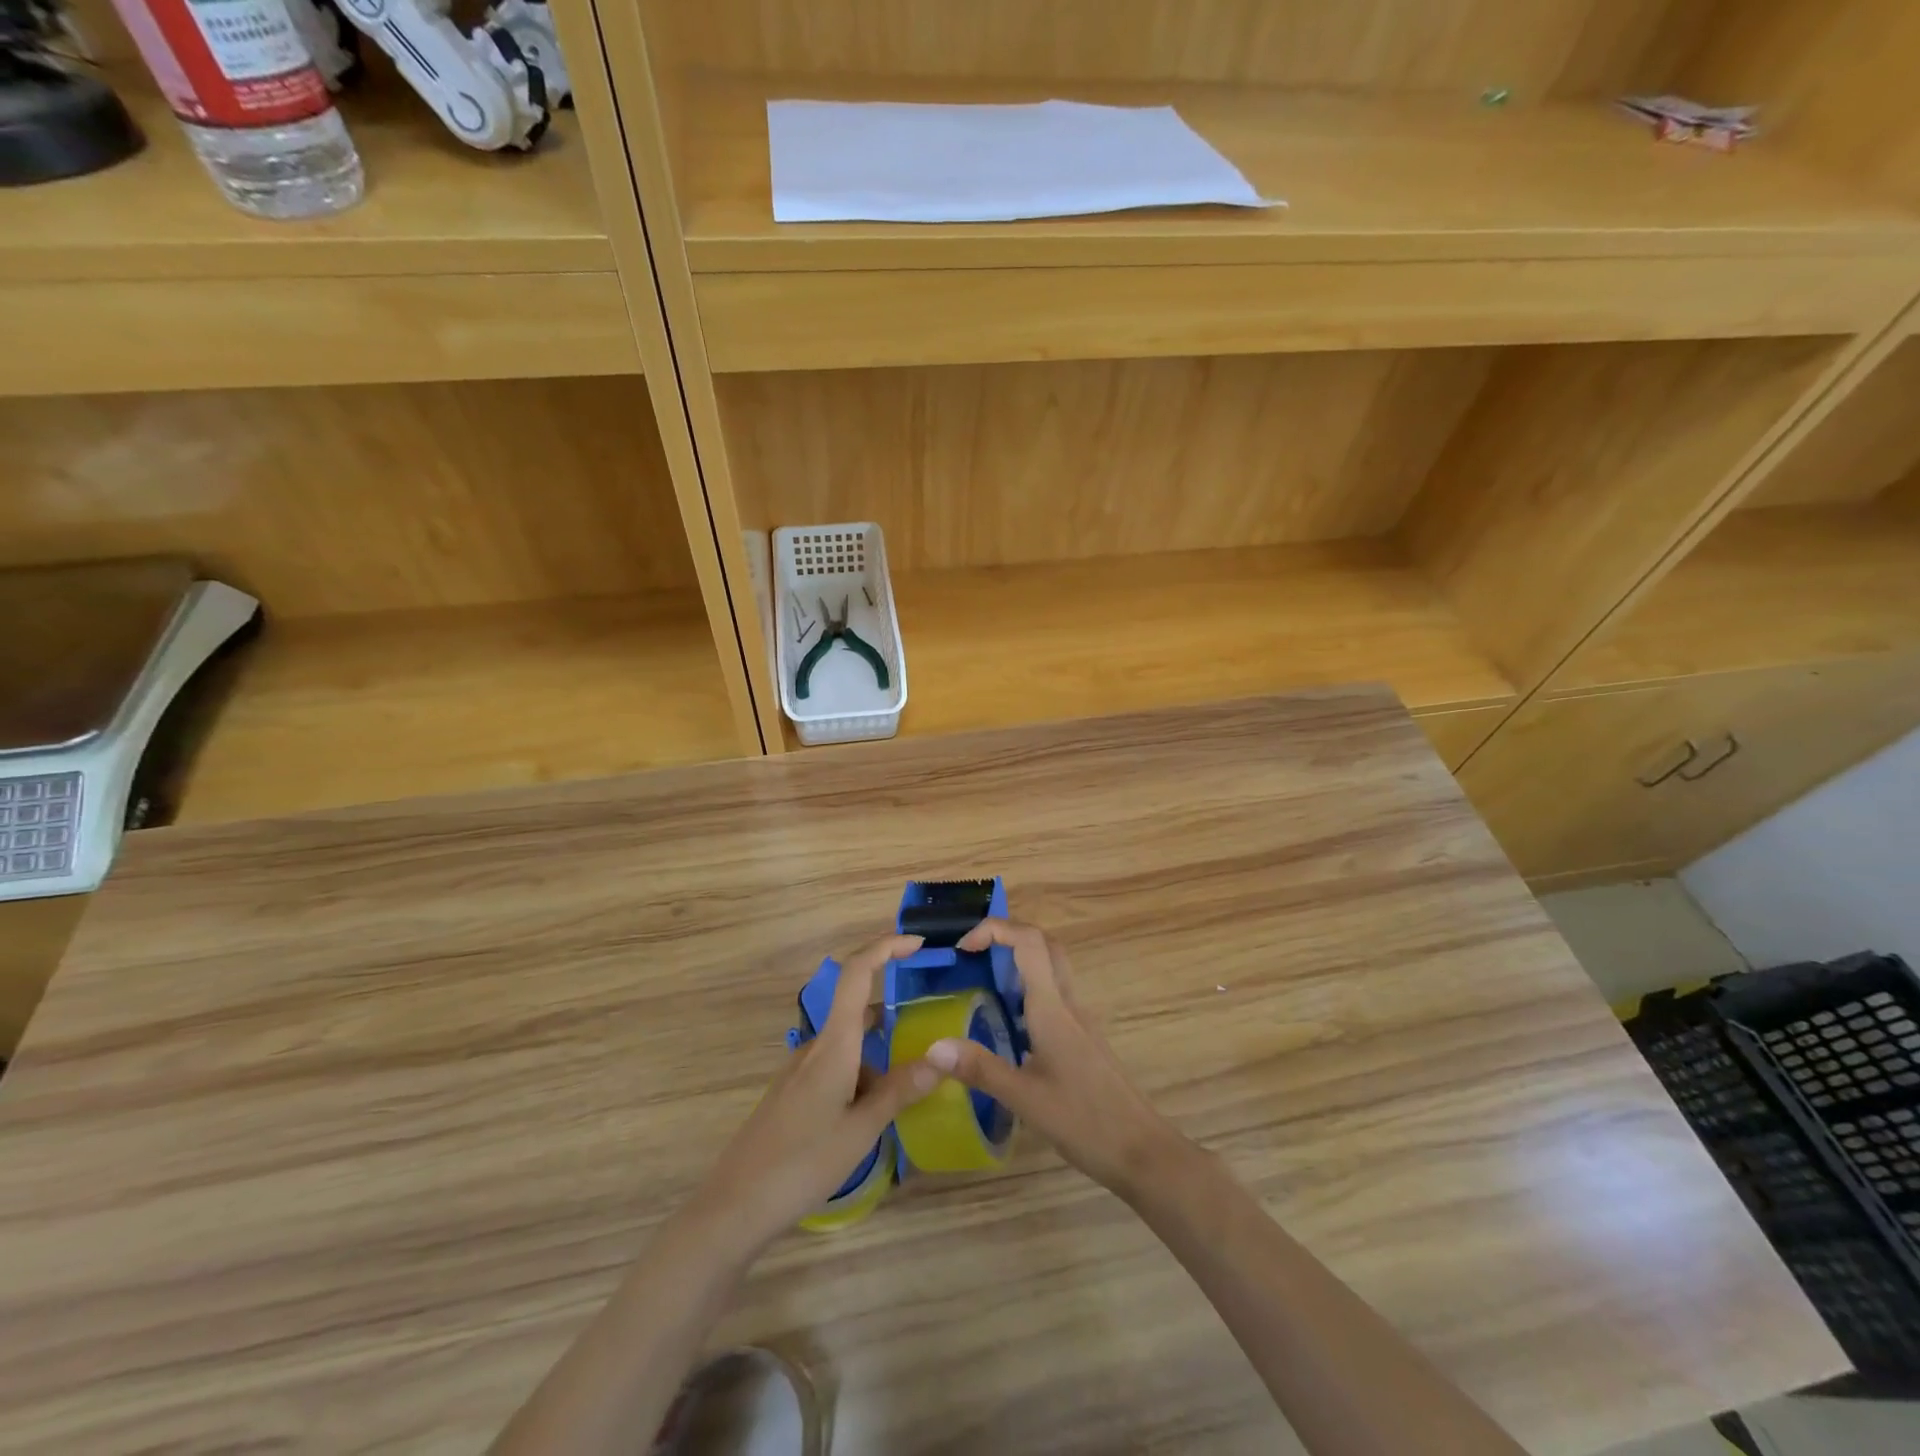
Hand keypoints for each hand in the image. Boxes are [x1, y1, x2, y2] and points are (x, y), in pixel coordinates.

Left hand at [689, 933, 940, 1255]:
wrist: (735, 1207)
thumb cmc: (802, 1163)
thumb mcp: (862, 1129)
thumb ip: (901, 1089)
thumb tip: (944, 1055)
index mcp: (834, 1044)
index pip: (857, 972)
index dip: (886, 947)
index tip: (918, 943)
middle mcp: (816, 1046)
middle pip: (857, 1007)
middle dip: (892, 1011)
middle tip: (929, 1028)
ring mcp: (801, 1069)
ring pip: (849, 1045)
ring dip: (878, 1056)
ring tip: (909, 1088)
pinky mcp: (794, 1092)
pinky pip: (836, 1067)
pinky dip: (861, 1076)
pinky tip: (873, 1114)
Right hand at [924, 920, 1186, 1197]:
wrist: (1141, 1150)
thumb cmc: (1084, 1120)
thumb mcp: (1024, 1099)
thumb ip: (980, 1068)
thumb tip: (933, 1046)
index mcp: (1052, 1008)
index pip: (1029, 942)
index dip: (995, 929)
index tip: (963, 947)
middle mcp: (1068, 1004)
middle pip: (1044, 945)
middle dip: (1007, 936)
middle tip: (973, 954)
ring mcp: (1079, 1020)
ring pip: (1052, 968)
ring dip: (1018, 961)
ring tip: (982, 983)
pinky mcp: (1082, 1038)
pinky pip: (1054, 995)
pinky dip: (1028, 990)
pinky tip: (1007, 1024)